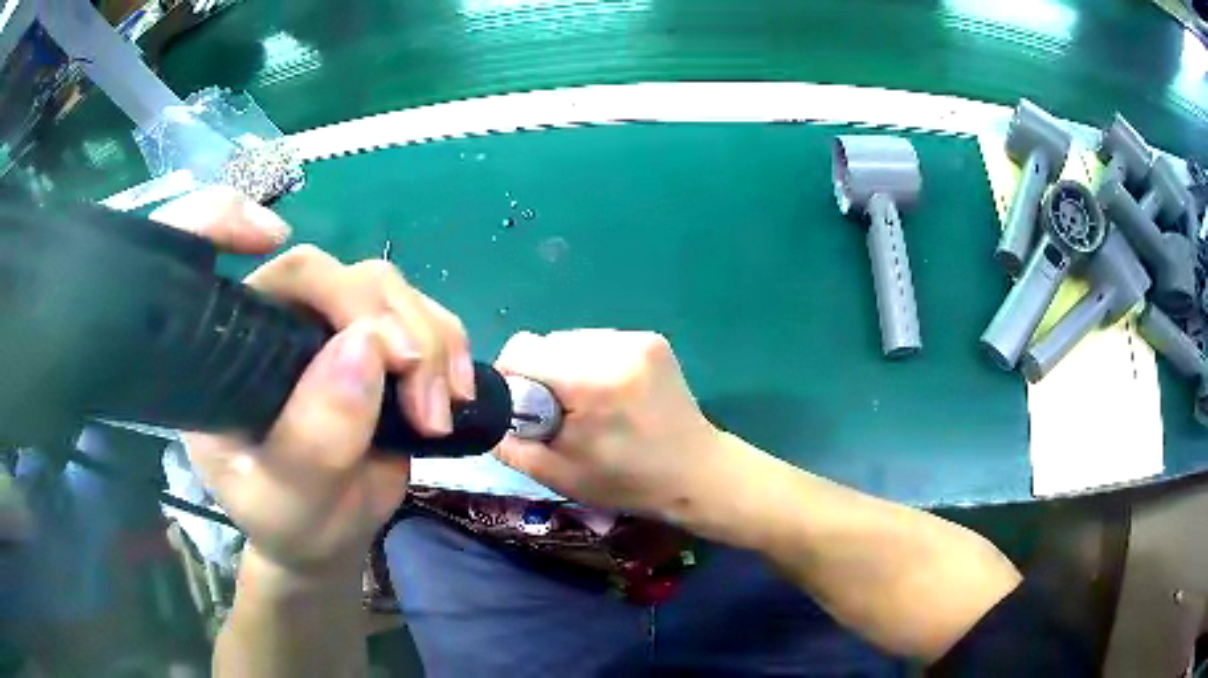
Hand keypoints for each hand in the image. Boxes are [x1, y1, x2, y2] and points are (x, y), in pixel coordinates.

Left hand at [151, 187, 472, 574]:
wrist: (327, 536)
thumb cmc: (290, 524)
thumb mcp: (289, 503)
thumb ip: (315, 440)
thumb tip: (367, 347)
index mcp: (226, 354)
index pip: (205, 260)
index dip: (221, 220)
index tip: (265, 237)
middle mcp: (270, 325)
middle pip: (324, 273)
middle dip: (386, 323)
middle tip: (423, 399)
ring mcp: (323, 327)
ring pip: (382, 285)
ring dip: (429, 341)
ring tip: (440, 413)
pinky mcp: (372, 340)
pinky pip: (420, 310)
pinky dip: (449, 344)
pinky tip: (457, 391)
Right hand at [493, 329, 723, 518]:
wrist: (696, 473)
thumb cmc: (627, 482)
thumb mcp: (558, 475)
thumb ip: (510, 444)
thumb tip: (489, 413)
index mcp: (591, 382)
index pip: (521, 350)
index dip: (510, 378)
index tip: (521, 408)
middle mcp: (616, 347)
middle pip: (547, 343)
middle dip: (540, 375)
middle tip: (557, 413)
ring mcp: (638, 339)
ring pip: (571, 340)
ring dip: (566, 367)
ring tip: (587, 404)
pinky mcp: (652, 339)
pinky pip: (598, 341)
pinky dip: (591, 363)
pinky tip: (610, 394)